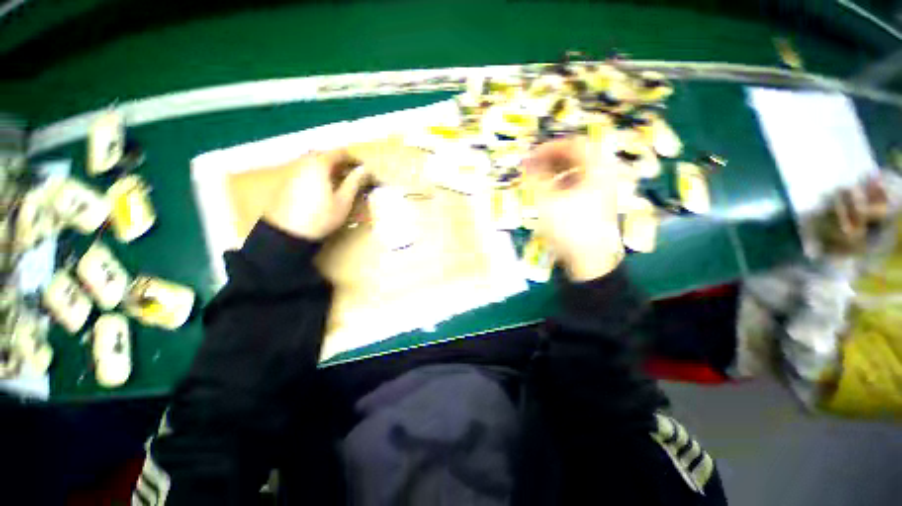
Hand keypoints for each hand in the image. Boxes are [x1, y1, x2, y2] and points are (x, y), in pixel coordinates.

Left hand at [263, 150, 368, 240]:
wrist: (287, 232)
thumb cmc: (321, 216)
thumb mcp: (343, 201)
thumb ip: (354, 182)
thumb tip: (364, 170)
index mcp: (319, 164)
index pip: (340, 153)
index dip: (354, 159)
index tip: (364, 168)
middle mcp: (304, 162)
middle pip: (325, 155)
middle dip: (340, 162)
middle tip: (353, 174)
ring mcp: (293, 171)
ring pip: (314, 162)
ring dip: (328, 167)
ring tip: (339, 180)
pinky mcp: (286, 181)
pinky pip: (306, 170)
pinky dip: (317, 173)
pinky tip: (323, 187)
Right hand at [522, 136, 623, 280]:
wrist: (590, 260)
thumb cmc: (569, 227)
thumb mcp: (547, 200)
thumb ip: (535, 177)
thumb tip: (525, 160)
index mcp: (598, 168)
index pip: (573, 144)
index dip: (549, 147)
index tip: (530, 156)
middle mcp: (604, 175)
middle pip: (576, 156)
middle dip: (551, 159)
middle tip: (532, 167)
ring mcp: (603, 190)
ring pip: (577, 171)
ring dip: (555, 172)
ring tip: (537, 179)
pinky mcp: (597, 203)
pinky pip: (579, 184)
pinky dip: (562, 184)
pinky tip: (550, 193)